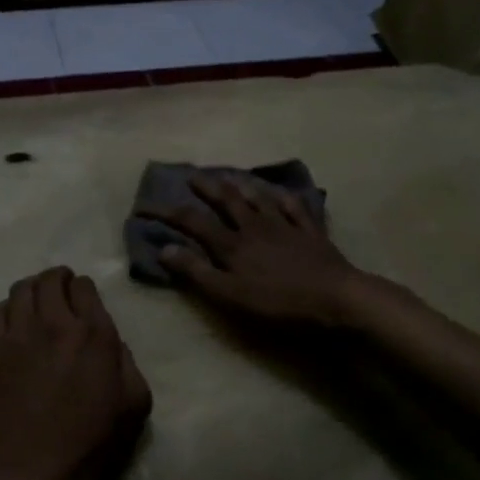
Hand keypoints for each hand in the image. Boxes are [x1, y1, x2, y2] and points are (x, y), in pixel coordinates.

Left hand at [0, 268, 151, 479]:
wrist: (26, 478)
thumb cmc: (88, 450)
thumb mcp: (134, 408)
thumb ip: (128, 364)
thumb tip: (111, 344)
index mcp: (94, 336)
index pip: (85, 287)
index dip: (85, 291)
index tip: (84, 304)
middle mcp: (55, 324)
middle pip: (50, 280)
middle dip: (58, 281)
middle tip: (61, 294)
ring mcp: (17, 335)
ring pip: (21, 289)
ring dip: (33, 290)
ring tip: (37, 305)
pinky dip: (7, 309)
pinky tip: (14, 326)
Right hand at [146, 174, 372, 327]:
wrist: (336, 298)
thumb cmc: (278, 303)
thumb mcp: (229, 295)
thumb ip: (197, 272)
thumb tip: (164, 249)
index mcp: (232, 244)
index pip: (192, 222)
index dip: (166, 213)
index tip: (144, 207)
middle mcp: (255, 227)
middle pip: (227, 201)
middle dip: (206, 187)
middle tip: (192, 176)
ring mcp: (285, 226)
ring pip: (259, 198)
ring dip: (242, 186)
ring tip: (231, 176)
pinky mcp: (310, 232)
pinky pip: (295, 207)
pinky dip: (284, 197)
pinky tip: (281, 193)